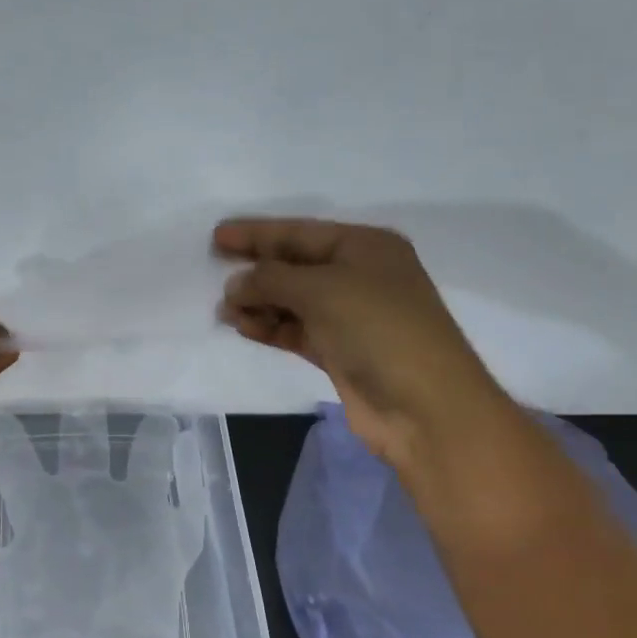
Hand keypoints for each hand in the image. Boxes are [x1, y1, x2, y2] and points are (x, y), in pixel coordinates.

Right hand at [214, 217, 515, 463]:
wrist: (422, 405)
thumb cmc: (377, 328)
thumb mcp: (322, 290)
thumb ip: (271, 280)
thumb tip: (235, 285)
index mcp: (365, 247)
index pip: (301, 233)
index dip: (258, 233)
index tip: (218, 236)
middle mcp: (359, 276)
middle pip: (295, 265)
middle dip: (256, 269)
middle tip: (214, 270)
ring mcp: (350, 316)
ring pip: (293, 301)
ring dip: (259, 303)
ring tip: (225, 310)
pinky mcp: (340, 351)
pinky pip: (296, 331)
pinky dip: (271, 328)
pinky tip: (244, 327)